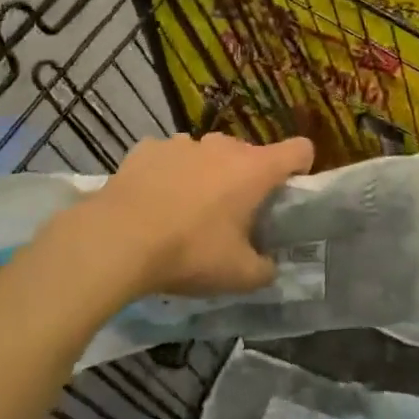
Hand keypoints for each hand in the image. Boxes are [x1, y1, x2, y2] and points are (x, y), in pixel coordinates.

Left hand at [74, 133, 314, 298]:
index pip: (299, 149)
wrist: (117, 240)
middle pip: (249, 154)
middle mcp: (224, 146)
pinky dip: (167, 173)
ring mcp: (183, 143)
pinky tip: (152, 200)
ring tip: (186, 209)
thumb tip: (270, 267)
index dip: (301, 167)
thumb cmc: (189, 252)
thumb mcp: (238, 275)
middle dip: (246, 179)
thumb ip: (264, 270)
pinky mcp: (147, 148)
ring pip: (207, 154)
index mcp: (255, 169)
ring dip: (206, 174)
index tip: (289, 190)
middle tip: (231, 217)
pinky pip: (168, 157)